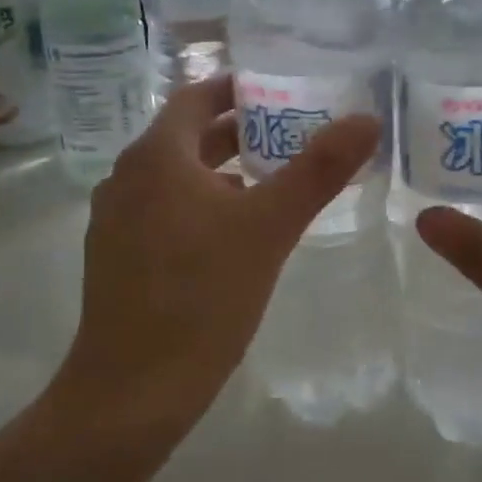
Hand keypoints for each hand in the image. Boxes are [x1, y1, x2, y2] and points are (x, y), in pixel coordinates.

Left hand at [65, 76, 380, 431]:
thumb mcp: (270, 227)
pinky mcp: (116, 258)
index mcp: (156, 158)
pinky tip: (236, 235)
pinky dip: (201, 205)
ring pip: (176, 178)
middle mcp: (126, 178)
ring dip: (221, 171)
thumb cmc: (202, 297)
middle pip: (188, 137)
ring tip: (273, 182)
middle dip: (238, 132)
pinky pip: (164, 212)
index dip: (237, 88)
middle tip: (291, 134)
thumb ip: (319, 169)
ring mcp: (115, 221)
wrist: (132, 393)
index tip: (280, 89)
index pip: (196, 97)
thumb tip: (367, 118)